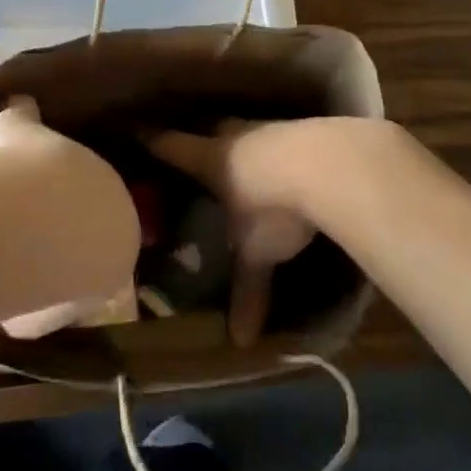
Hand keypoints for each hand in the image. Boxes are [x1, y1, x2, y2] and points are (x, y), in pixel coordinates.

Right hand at [0, 97, 137, 339]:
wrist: (24, 218)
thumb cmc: (33, 165)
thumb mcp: (23, 127)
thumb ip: (26, 117)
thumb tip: (20, 103)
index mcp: (119, 200)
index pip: (101, 204)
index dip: (71, 201)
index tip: (44, 198)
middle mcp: (115, 248)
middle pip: (89, 248)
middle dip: (62, 242)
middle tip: (25, 230)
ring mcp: (93, 290)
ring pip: (67, 285)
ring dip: (43, 277)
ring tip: (7, 261)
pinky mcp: (61, 321)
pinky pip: (39, 314)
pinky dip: (20, 307)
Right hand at [145, 121, 329, 346]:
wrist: (332, 165)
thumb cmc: (274, 207)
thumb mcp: (258, 253)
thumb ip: (248, 290)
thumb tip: (239, 342)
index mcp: (211, 160)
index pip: (172, 147)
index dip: (154, 141)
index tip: (138, 132)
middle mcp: (237, 137)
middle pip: (213, 130)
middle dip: (204, 138)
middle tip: (199, 149)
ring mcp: (274, 129)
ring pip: (250, 131)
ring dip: (246, 143)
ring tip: (246, 158)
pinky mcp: (308, 130)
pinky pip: (285, 136)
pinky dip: (282, 148)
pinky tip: (291, 162)